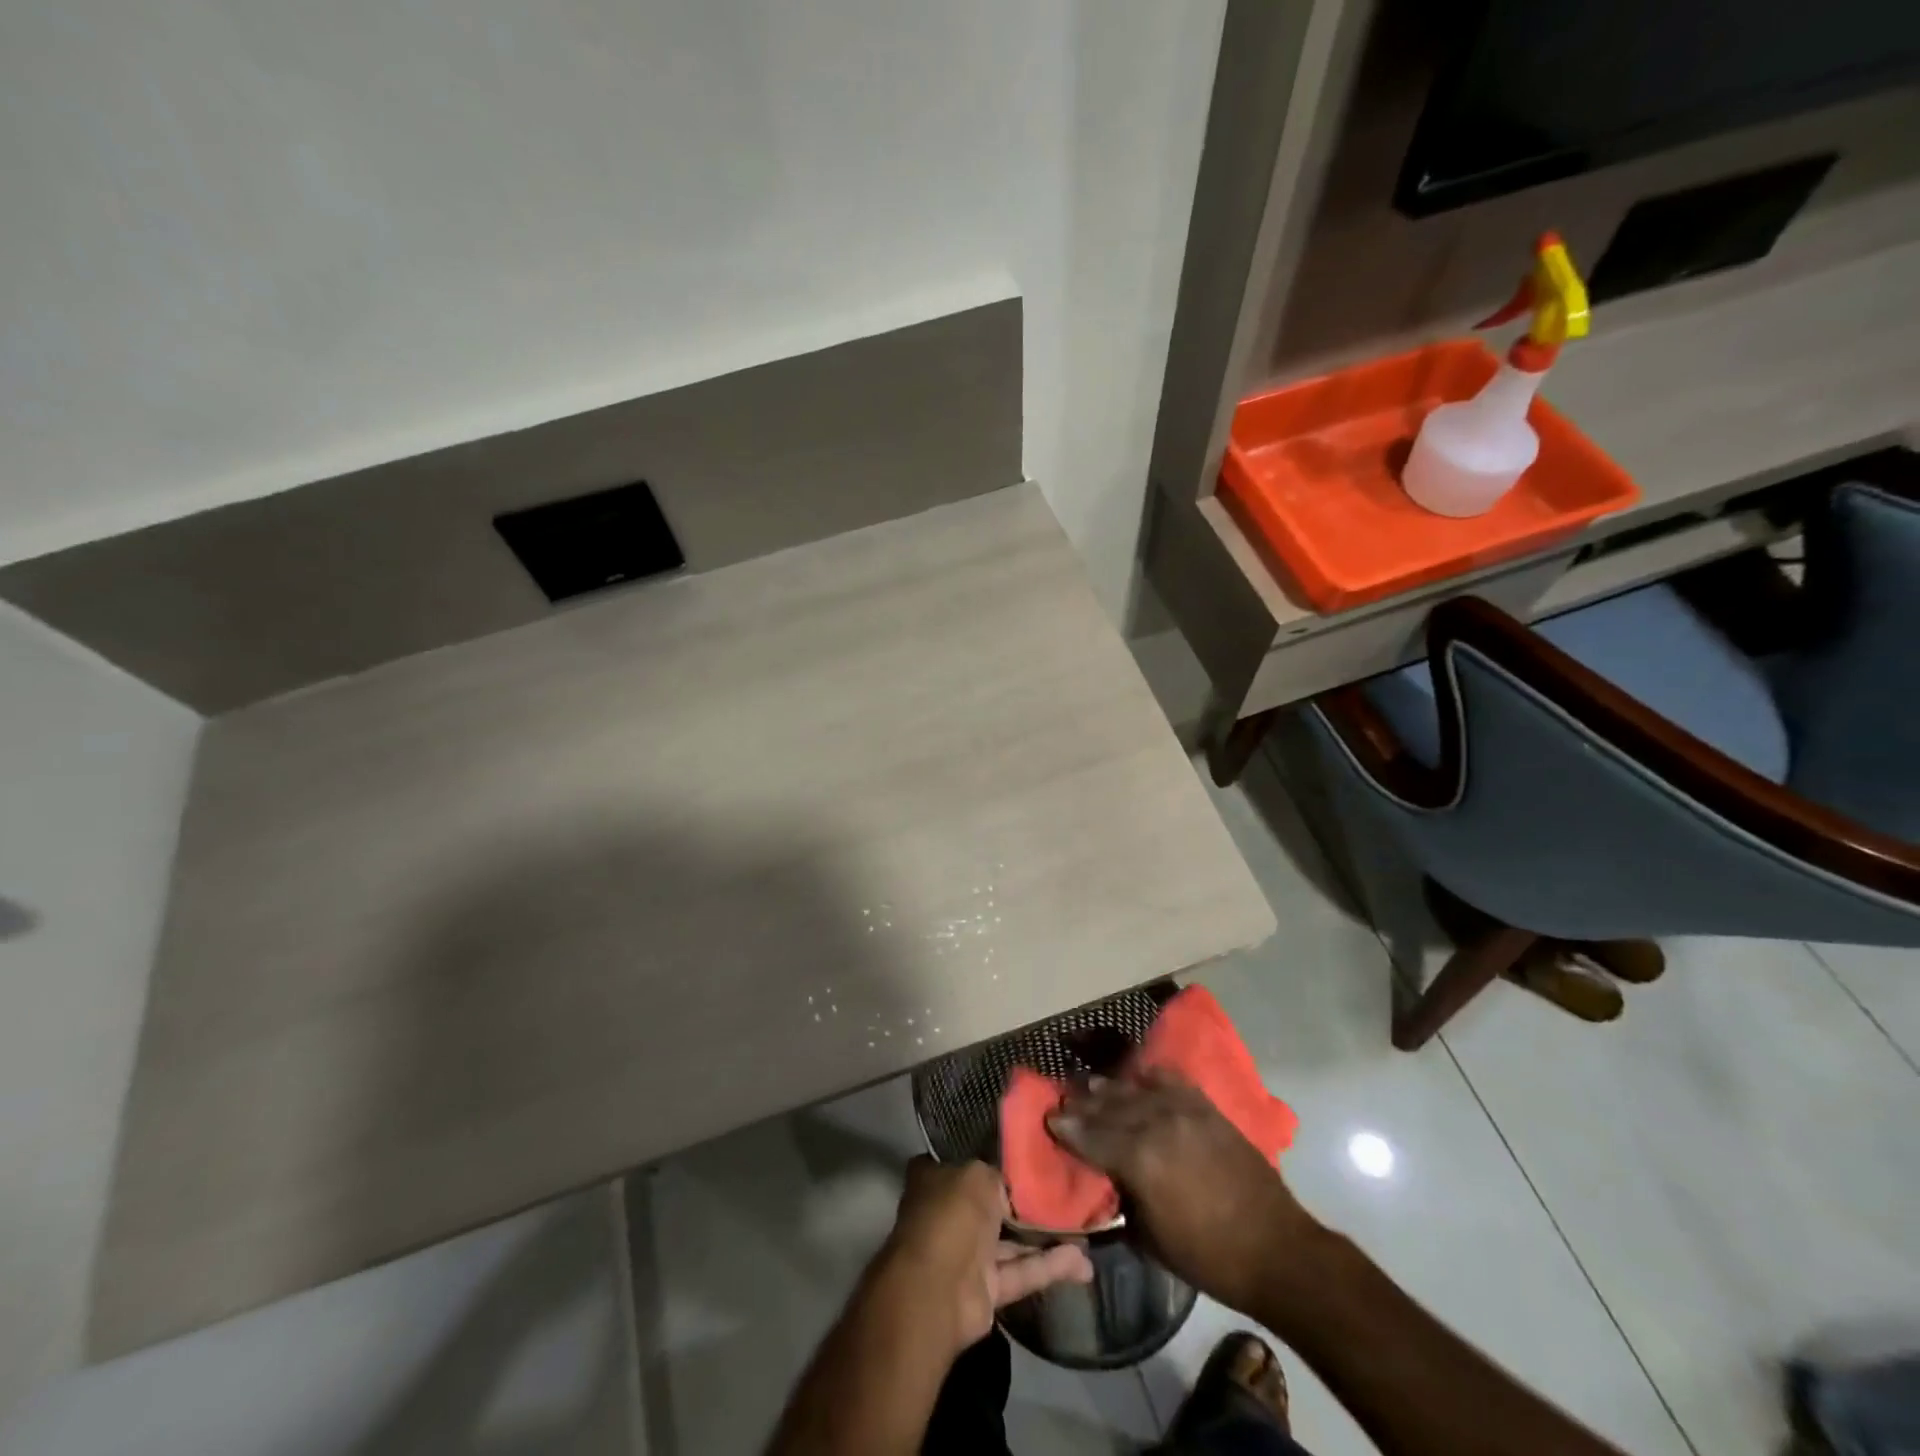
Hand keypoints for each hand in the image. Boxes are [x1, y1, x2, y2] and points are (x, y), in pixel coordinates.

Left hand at [877, 1158, 1093, 1353]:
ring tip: (1085, 1230)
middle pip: (992, 1203)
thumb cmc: (951, 1216)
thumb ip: (998, 1175)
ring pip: (1010, 1241)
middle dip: (1024, 1202)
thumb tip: (1009, 1184)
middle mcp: (949, 1213)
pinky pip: (1021, 1272)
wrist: (939, 1290)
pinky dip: (1049, 1267)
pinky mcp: (986, 1289)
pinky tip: (1083, 1263)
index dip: (991, 1158)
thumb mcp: (978, 1175)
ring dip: (1045, 1237)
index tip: (1025, 1155)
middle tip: (1065, 1191)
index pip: (964, 1161)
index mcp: (935, 1179)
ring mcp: (966, 1253)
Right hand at [1047, 1069, 1315, 1314]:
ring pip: (1134, 1089)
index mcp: (1137, 1158)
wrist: (1275, 1248)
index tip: (1048, 1118)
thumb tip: (1105, 1178)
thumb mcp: (1149, 1237)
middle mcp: (1155, 1123)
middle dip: (1082, 1103)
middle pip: (1108, 1105)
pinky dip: (1149, 1077)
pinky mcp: (1205, 1107)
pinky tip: (1138, 1076)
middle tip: (1063, 1099)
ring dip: (1109, 1088)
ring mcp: (1183, 1109)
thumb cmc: (1207, 1256)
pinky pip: (1169, 1080)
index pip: (1089, 1134)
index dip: (1065, 1127)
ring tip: (1091, 1085)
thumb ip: (1122, 1197)